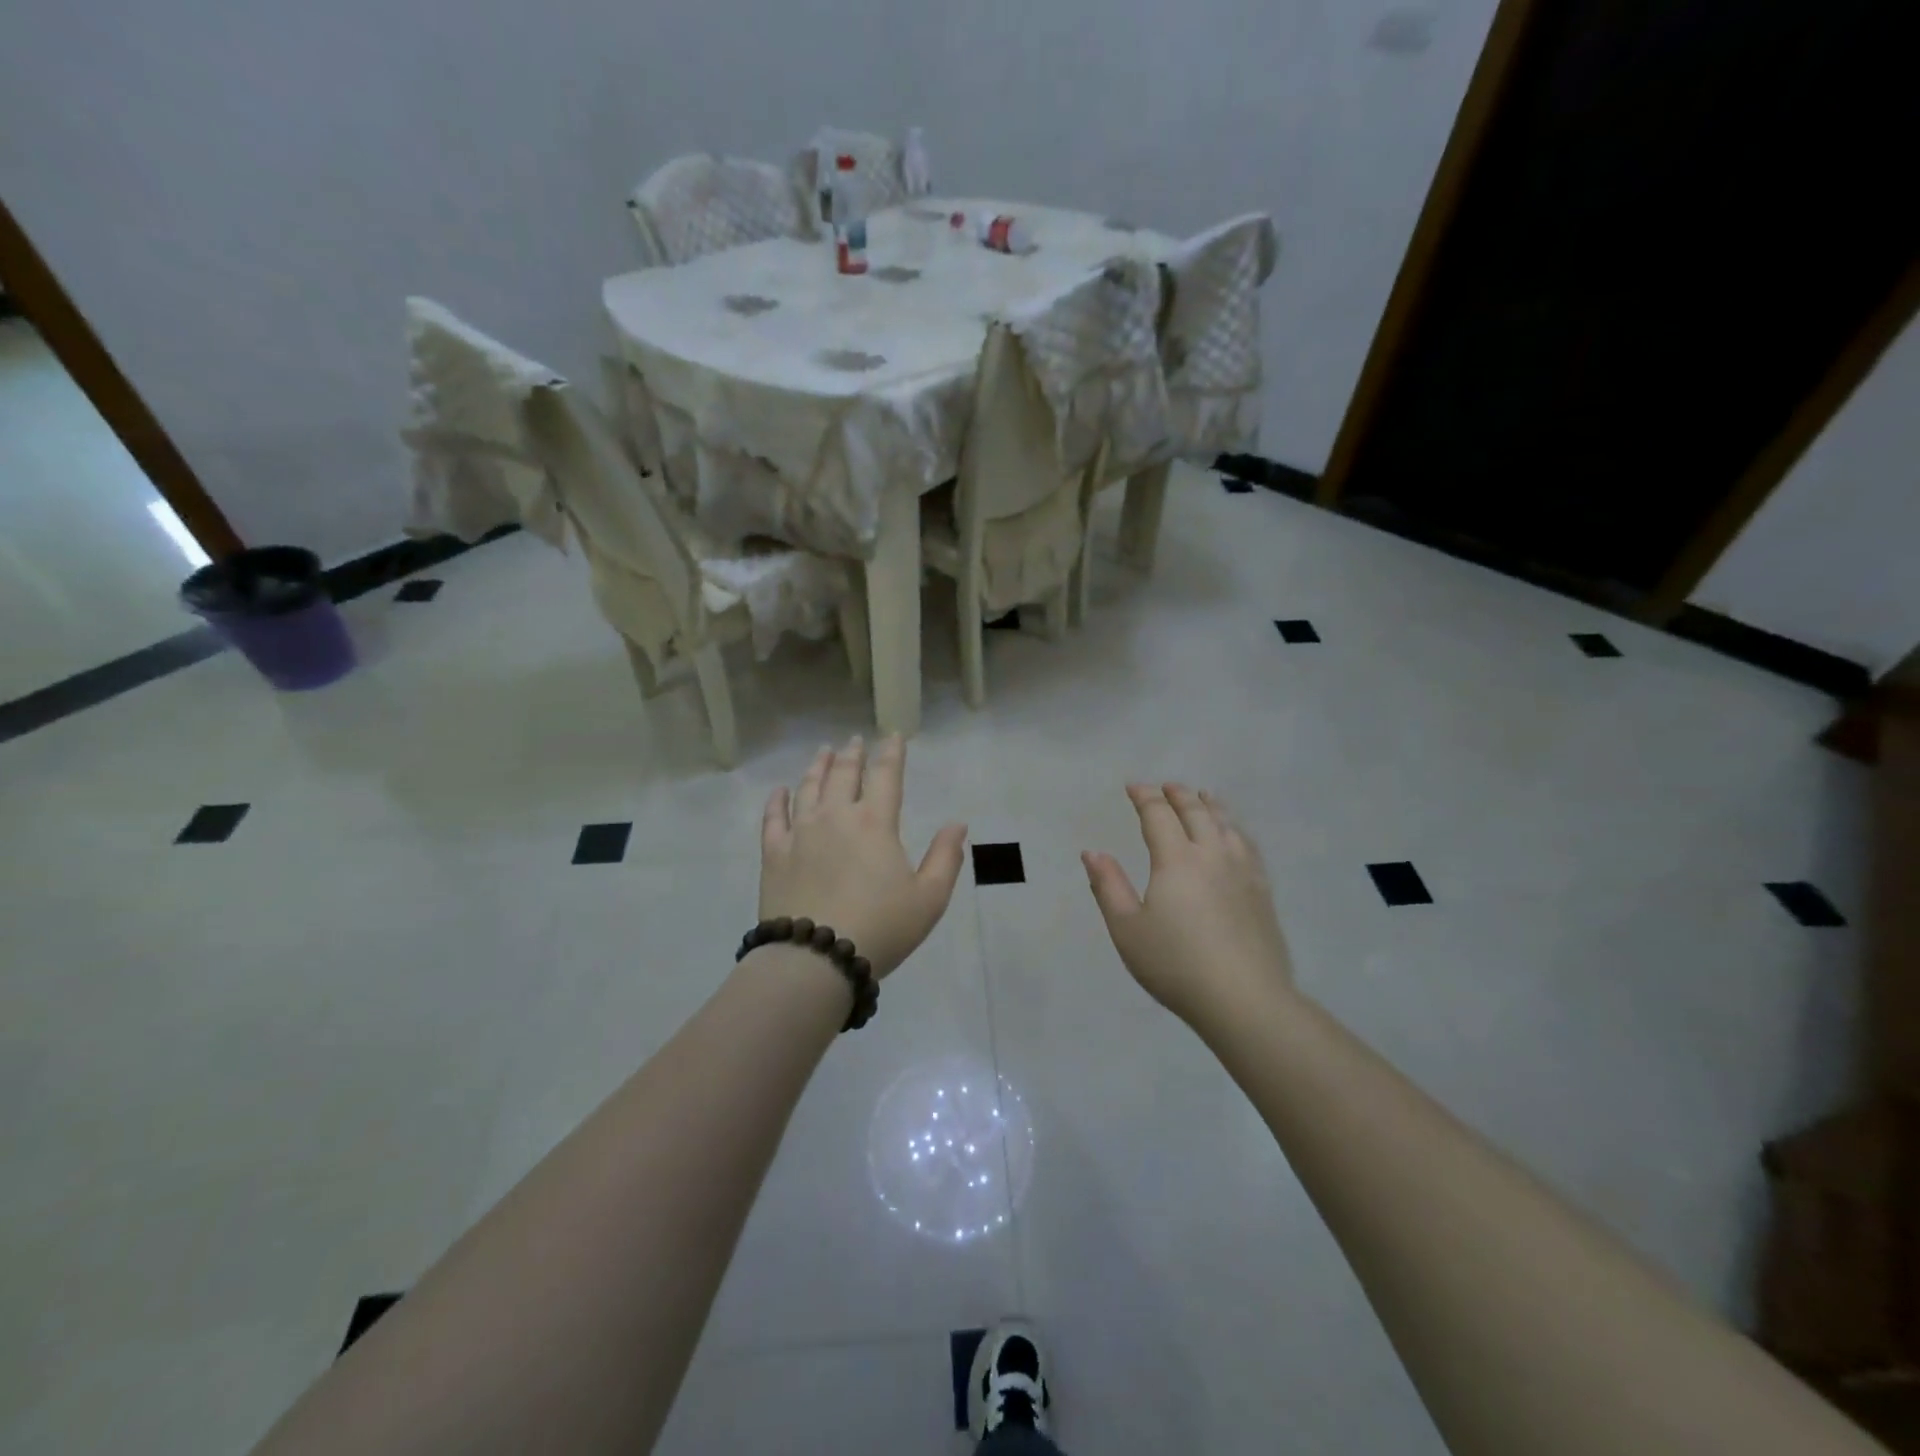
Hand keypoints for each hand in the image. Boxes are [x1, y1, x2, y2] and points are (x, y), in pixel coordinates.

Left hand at [759, 735, 968, 978]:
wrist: (816, 957)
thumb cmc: (880, 927)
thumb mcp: (929, 898)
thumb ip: (945, 858)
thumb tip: (957, 824)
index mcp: (875, 822)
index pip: (885, 775)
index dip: (891, 752)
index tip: (893, 735)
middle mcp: (836, 816)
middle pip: (844, 774)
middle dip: (852, 754)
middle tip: (854, 740)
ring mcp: (801, 832)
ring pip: (809, 788)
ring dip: (818, 766)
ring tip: (823, 752)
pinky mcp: (774, 853)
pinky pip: (774, 817)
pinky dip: (778, 800)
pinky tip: (780, 790)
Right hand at [1082, 783, 1293, 1026]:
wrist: (1244, 999)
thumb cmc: (1175, 964)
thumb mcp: (1127, 929)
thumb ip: (1108, 886)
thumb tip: (1092, 852)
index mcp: (1176, 860)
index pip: (1158, 815)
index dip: (1144, 797)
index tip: (1133, 787)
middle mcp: (1212, 854)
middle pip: (1196, 812)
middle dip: (1178, 795)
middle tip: (1166, 786)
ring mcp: (1243, 871)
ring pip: (1226, 824)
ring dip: (1210, 805)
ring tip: (1203, 797)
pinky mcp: (1263, 891)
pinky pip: (1248, 845)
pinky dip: (1235, 828)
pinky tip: (1234, 835)